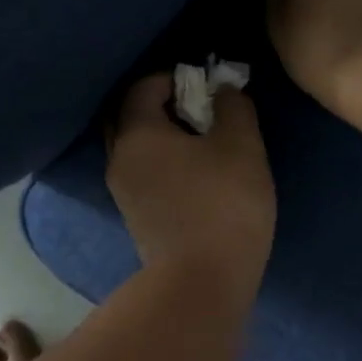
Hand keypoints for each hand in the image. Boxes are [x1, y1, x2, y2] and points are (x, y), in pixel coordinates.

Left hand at [105, 74, 275, 291]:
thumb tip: (224, 92)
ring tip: (202, 142)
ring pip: (136, 149)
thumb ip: (234, 107)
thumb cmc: (223, 203)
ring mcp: (123, 193)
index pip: (142, 88)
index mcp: (137, 134)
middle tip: (199, 110)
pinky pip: (144, 174)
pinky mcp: (136, 219)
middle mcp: (119, 159)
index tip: (206, 85)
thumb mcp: (242, 145)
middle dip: (161, 105)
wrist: (202, 282)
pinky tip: (194, 174)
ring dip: (162, 136)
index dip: (173, 78)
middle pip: (130, 117)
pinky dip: (163, 163)